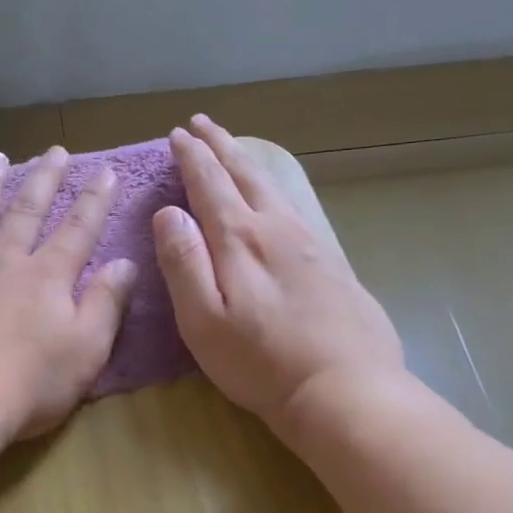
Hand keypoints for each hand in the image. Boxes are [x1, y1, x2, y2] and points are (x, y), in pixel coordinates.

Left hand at [0, 146, 138, 447]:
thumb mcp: (86, 351)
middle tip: (54, 151)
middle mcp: (3, 261)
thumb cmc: (27, 386)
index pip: (78, 229)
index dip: (95, 199)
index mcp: (47, 277)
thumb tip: (125, 263)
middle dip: (44, 179)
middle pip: (26, 211)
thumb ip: (106, 304)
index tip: (105, 170)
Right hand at [153, 115, 409, 440]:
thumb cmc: (260, 362)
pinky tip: (275, 198)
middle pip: (245, 174)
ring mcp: (310, 243)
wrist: (344, 389)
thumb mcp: (203, 320)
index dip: (192, 157)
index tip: (177, 134)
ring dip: (247, 162)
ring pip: (273, 188)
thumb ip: (183, 262)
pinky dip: (274, 189)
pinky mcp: (332, 263)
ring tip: (233, 149)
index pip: (210, 184)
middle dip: (220, 146)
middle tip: (202, 123)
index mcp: (240, 240)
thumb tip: (168, 213)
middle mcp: (277, 229)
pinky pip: (294, 208)